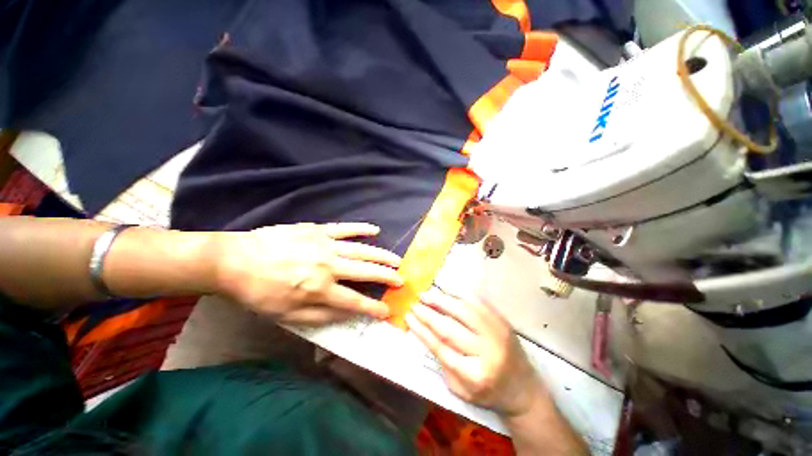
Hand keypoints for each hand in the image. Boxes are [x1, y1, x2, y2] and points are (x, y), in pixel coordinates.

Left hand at [213, 222, 401, 325]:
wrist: (236, 261)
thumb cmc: (260, 292)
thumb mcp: (286, 315)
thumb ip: (321, 315)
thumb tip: (348, 313)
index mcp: (320, 290)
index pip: (355, 302)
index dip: (374, 308)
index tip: (388, 311)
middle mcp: (329, 267)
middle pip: (366, 272)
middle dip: (387, 277)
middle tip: (402, 280)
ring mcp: (325, 245)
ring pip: (361, 250)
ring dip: (382, 256)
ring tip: (397, 260)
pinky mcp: (318, 230)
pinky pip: (345, 229)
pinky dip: (361, 229)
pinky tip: (375, 230)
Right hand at [406, 288, 543, 416]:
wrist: (524, 389)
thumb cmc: (488, 393)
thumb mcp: (461, 389)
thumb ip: (443, 362)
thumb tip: (425, 332)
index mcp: (474, 375)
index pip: (441, 347)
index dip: (422, 330)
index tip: (409, 317)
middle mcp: (487, 352)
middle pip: (451, 328)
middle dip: (429, 314)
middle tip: (415, 304)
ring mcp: (497, 334)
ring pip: (464, 311)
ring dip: (442, 300)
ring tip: (426, 294)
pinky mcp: (502, 322)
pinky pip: (479, 303)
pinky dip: (460, 294)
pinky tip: (447, 290)